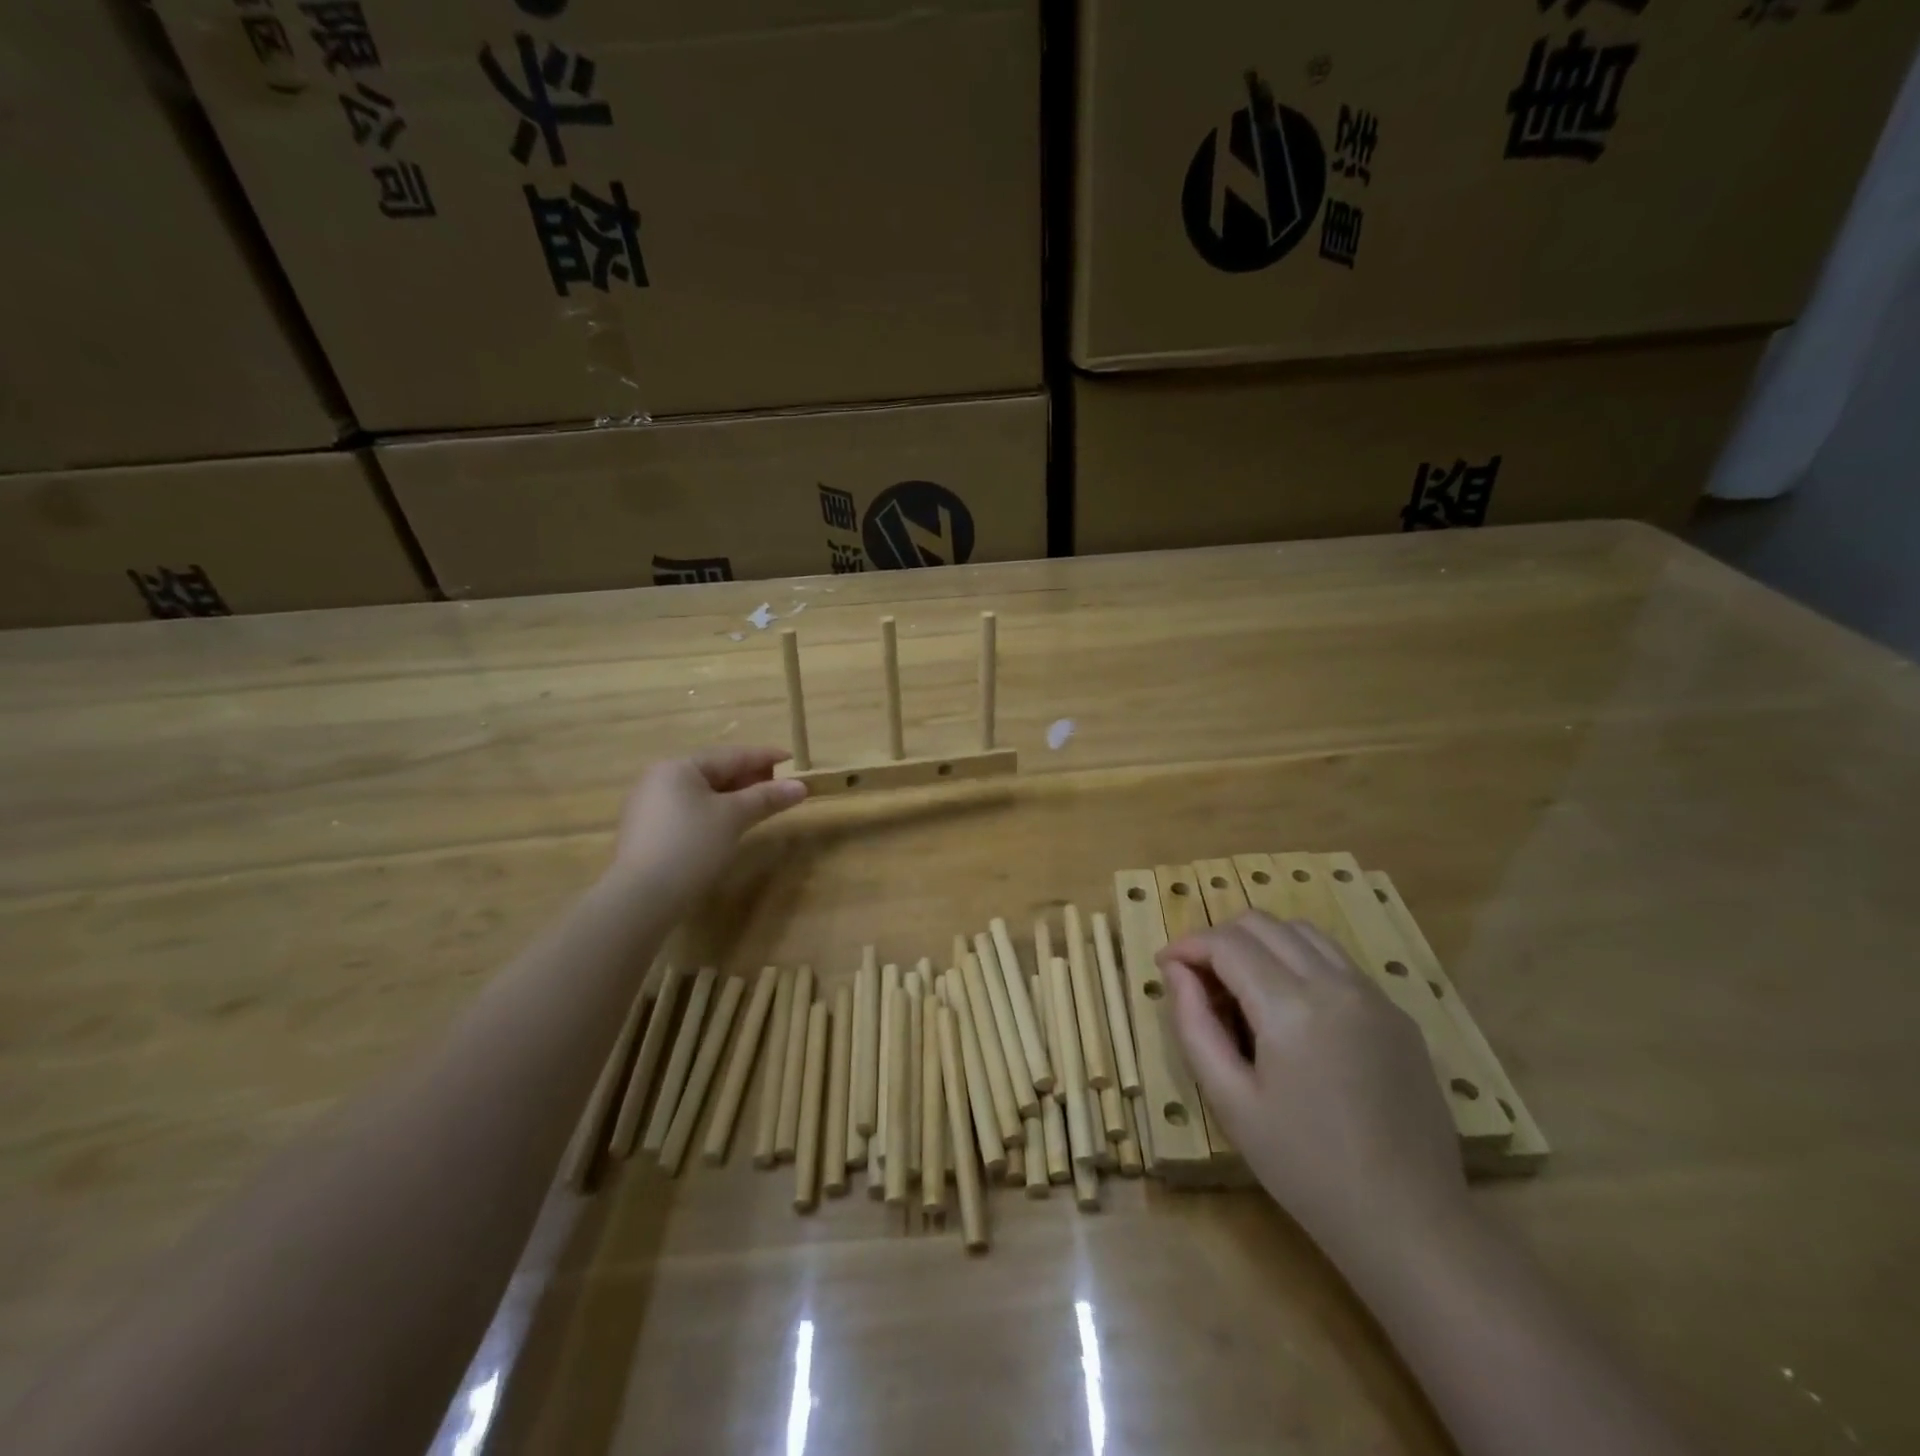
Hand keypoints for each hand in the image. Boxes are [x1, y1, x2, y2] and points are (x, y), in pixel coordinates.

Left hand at [610, 747, 807, 909]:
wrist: (641, 898)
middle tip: (780, 785)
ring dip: (734, 797)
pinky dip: (714, 813)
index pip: (730, 755)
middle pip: (714, 772)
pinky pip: (689, 812)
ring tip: (761, 804)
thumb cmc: (691, 845)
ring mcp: (649, 807)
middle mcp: (659, 779)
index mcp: (678, 767)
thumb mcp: (734, 817)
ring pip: (701, 794)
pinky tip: (730, 825)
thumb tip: (801, 786)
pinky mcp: (648, 833)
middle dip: (749, 778)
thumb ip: (767, 797)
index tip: (791, 759)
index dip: (764, 757)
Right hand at [1158, 913, 1465, 1262]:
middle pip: (1263, 924)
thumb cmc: (1305, 1168)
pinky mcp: (1397, 1013)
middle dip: (1219, 938)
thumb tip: (1175, 971)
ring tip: (1241, 984)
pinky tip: (1289, 1006)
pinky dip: (1299, 960)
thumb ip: (1194, 1025)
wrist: (1411, 1224)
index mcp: (1291, 1007)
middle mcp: (1335, 984)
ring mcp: (1374, 995)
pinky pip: (1337, 961)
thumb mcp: (1230, 1101)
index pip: (1226, 943)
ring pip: (1302, 932)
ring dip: (1261, 942)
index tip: (1165, 965)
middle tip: (1198, 978)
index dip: (1187, 945)